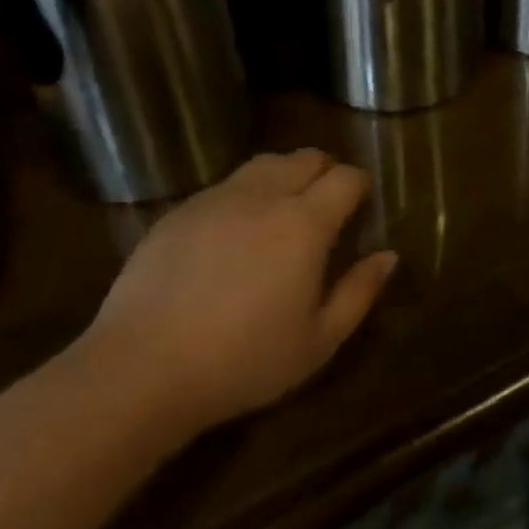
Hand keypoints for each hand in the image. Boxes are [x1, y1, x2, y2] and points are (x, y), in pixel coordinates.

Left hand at [80, 150, 396, 434]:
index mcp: (305, 222)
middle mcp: (264, 195)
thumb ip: (359, 293)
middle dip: (325, 172)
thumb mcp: (317, 342)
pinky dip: (243, 195)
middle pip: (306, 158)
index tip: (360, 206)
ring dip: (284, 176)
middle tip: (326, 206)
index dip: (359, 185)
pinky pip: (224, 186)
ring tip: (282, 210)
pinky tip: (233, 234)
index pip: (346, 177)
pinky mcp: (180, 211)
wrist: (140, 370)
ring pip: (264, 164)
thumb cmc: (242, 361)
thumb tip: (388, 255)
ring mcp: (217, 198)